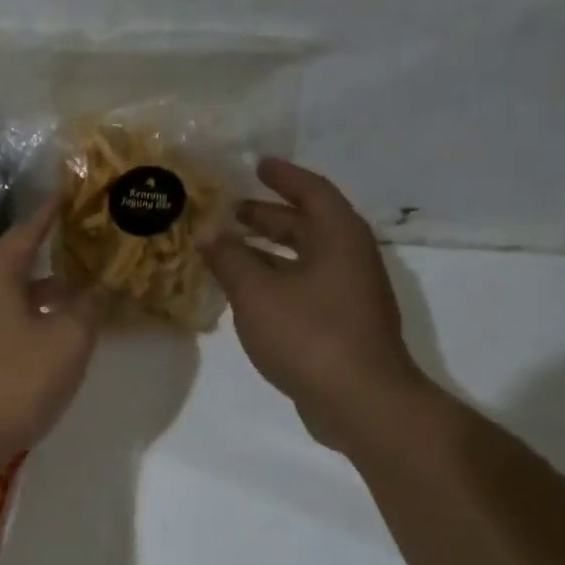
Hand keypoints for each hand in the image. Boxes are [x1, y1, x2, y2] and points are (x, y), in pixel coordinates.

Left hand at [0, 200, 100, 480]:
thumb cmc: (14, 382)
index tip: (76, 191)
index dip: (55, 210)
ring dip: (47, 293)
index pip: (28, 229)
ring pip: (12, 296)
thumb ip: (90, 307)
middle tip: (93, 246)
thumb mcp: (67, 341)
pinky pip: (4, 322)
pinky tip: (56, 336)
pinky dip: (32, 319)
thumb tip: (105, 285)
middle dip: (56, 255)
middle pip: (19, 262)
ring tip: (85, 294)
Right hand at [199, 159, 430, 452]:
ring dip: (268, 250)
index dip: (282, 176)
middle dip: (268, 215)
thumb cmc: (309, 334)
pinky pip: (304, 285)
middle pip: (307, 224)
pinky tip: (246, 293)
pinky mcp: (341, 323)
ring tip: (228, 249)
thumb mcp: (257, 293)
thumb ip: (229, 259)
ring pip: (304, 258)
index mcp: (338, 238)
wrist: (359, 400)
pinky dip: (275, 279)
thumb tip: (205, 231)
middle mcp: (349, 258)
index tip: (256, 164)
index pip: (311, 191)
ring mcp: (349, 293)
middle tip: (229, 211)